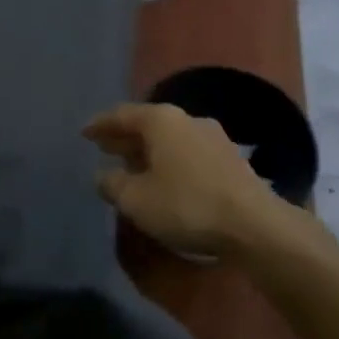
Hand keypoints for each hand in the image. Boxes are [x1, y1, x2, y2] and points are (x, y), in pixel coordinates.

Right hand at [83, 103, 284, 255]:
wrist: (253, 224)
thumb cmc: (186, 205)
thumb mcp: (136, 200)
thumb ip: (113, 184)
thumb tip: (103, 175)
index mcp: (162, 121)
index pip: (122, 115)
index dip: (100, 124)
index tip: (85, 133)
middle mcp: (188, 119)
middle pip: (148, 124)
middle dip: (125, 136)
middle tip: (104, 147)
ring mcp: (213, 137)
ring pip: (170, 138)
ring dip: (148, 150)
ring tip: (131, 165)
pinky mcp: (230, 159)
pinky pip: (187, 152)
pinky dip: (169, 160)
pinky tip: (164, 179)